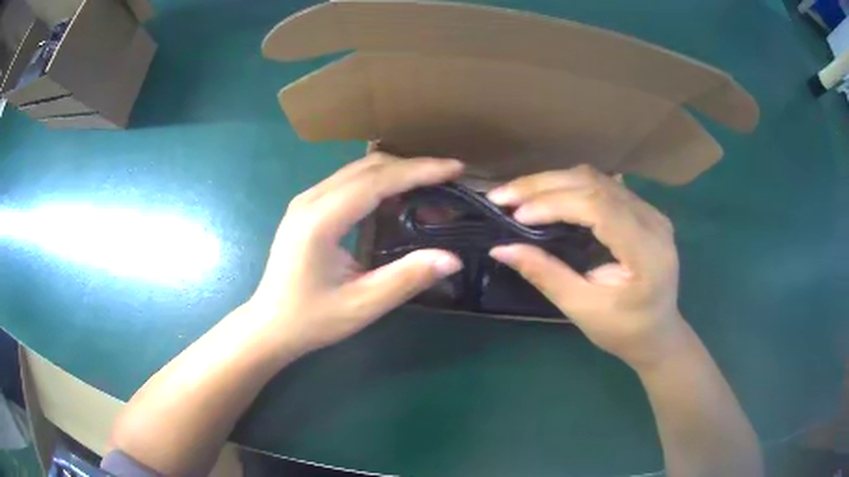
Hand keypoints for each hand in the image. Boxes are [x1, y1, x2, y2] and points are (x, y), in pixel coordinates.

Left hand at [247, 153, 463, 357]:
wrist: (269, 325)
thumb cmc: (311, 319)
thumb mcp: (362, 305)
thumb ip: (407, 278)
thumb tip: (452, 258)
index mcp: (320, 220)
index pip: (377, 180)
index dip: (419, 171)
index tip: (455, 168)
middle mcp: (310, 200)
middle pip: (368, 167)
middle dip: (412, 167)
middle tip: (449, 179)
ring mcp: (305, 201)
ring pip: (358, 170)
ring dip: (396, 173)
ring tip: (430, 187)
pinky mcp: (307, 208)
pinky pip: (348, 182)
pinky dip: (378, 183)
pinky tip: (397, 199)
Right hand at [487, 165, 684, 367]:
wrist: (658, 334)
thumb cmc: (624, 331)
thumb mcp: (583, 309)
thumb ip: (546, 275)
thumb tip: (501, 248)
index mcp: (646, 252)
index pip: (599, 207)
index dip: (555, 203)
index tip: (517, 216)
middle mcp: (653, 221)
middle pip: (595, 184)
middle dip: (544, 185)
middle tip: (503, 196)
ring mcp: (651, 212)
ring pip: (597, 179)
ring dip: (553, 182)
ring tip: (518, 195)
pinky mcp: (643, 211)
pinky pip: (603, 187)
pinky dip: (569, 187)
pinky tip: (546, 196)